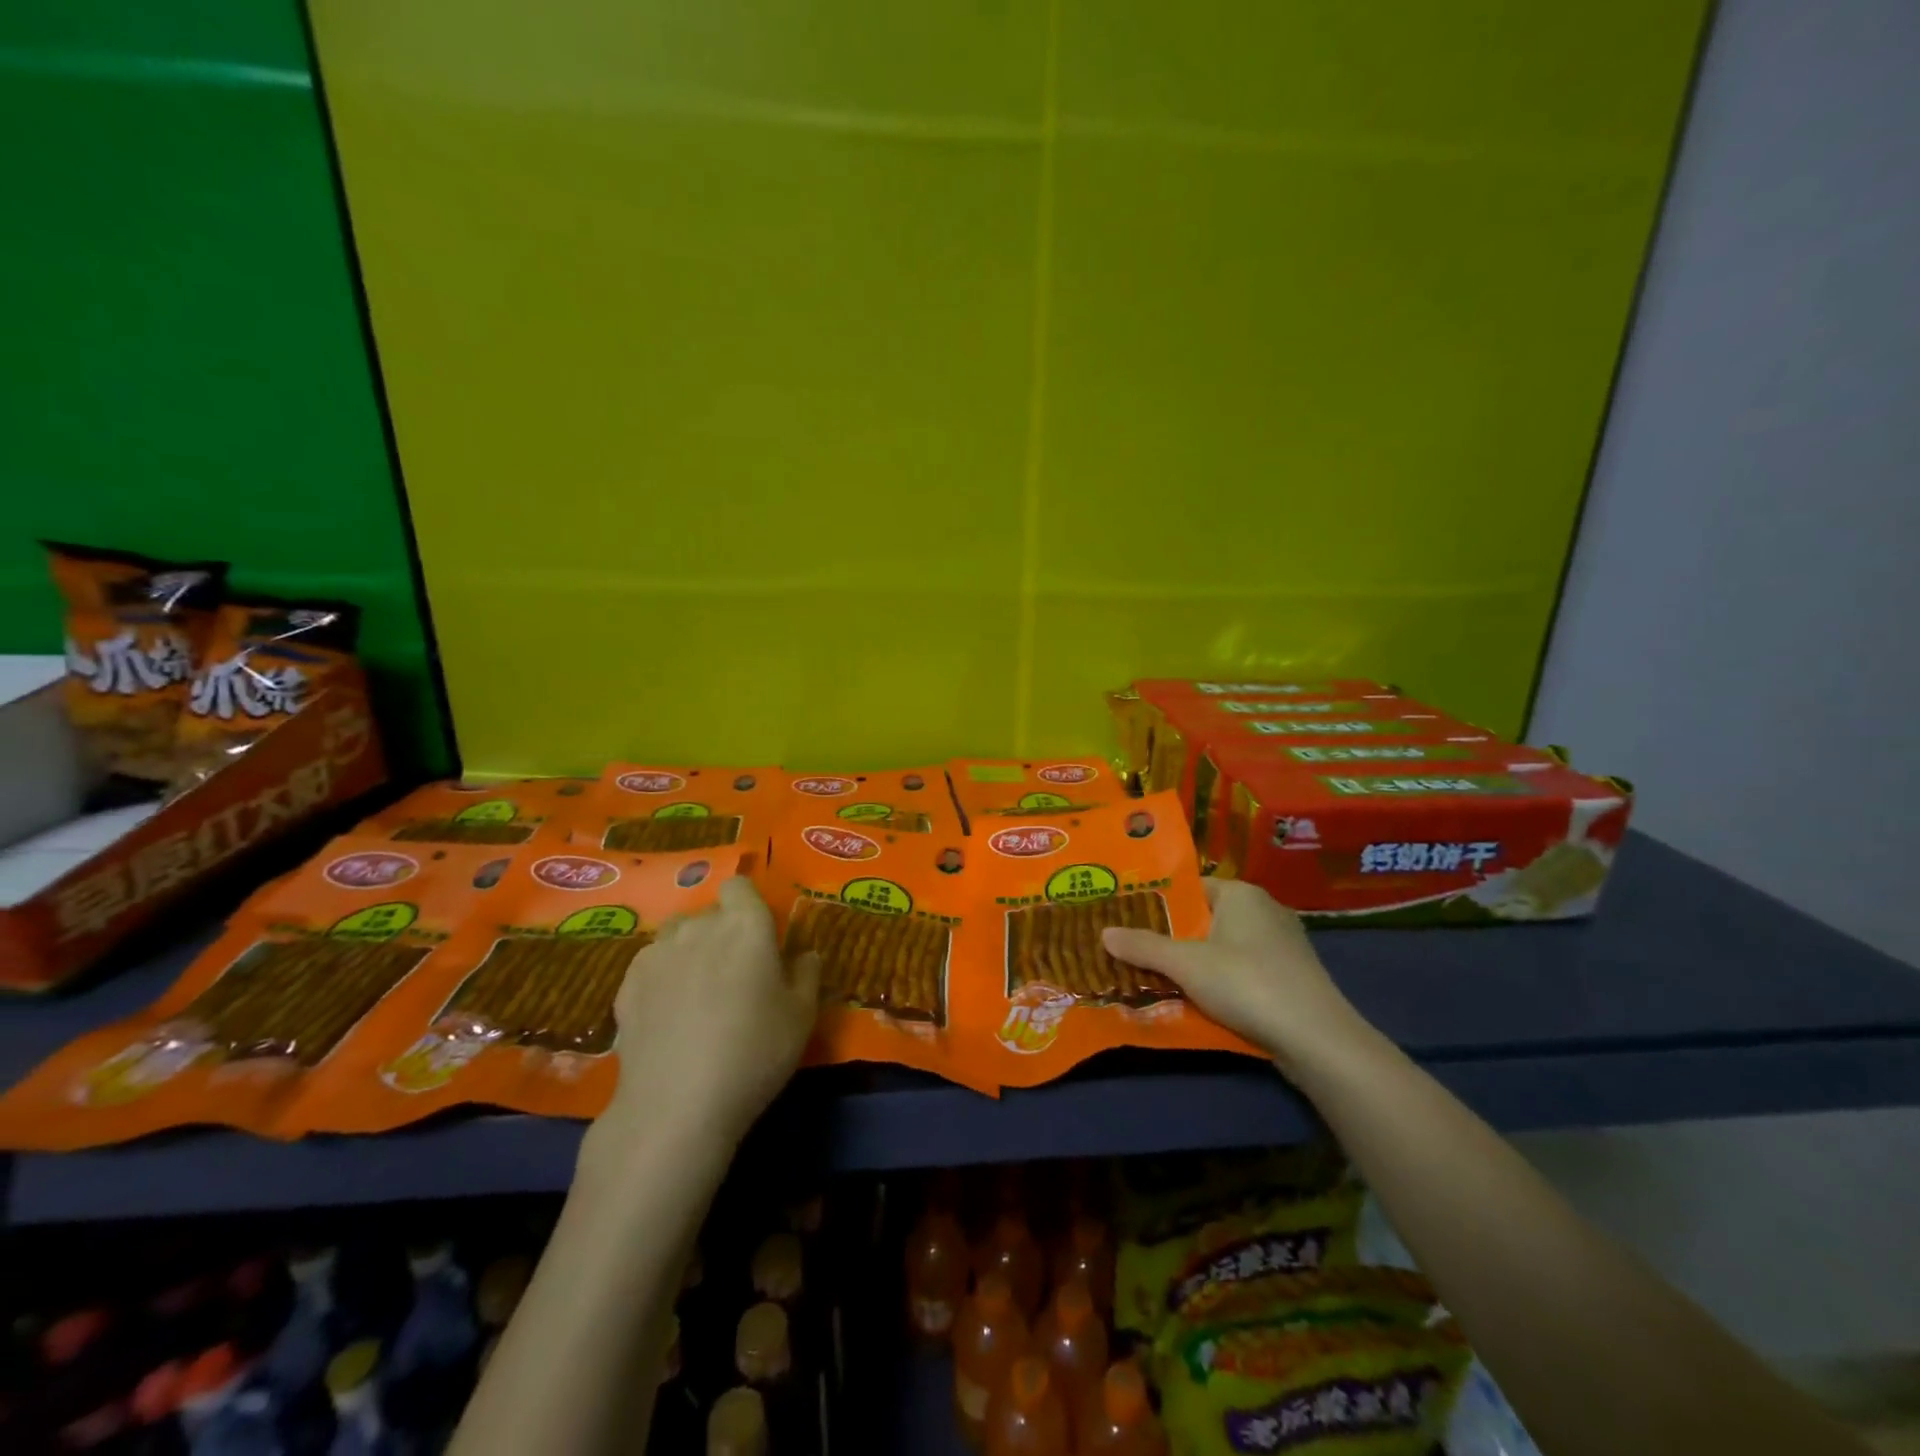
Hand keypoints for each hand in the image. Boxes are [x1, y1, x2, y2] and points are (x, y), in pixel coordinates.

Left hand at [589, 879, 820, 1168]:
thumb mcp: (802, 1017)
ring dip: (690, 948)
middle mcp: (700, 926)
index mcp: (746, 925)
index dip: (747, 903)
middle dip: (722, 931)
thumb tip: (804, 954)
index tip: (758, 933)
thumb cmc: (754, 1053)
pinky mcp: (627, 983)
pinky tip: (668, 1011)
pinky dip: (662, 975)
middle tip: (735, 972)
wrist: (677, 1105)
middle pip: (710, 911)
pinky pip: (651, 963)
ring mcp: (657, 953)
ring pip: (677, 934)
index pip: (740, 886)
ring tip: (697, 988)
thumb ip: (806, 974)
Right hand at [1101, 878, 1370, 1073]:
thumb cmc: (1247, 983)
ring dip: (1194, 964)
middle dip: (1172, 938)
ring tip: (1156, 978)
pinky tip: (1197, 1002)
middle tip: (1133, 951)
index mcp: (1241, 894)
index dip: (1158, 903)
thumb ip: (1144, 946)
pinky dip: (1220, 983)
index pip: (1190, 888)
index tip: (1127, 919)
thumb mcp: (1186, 964)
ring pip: (1223, 948)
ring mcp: (1282, 946)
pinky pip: (1242, 971)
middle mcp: (1264, 911)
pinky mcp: (1290, 978)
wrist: (1317, 1039)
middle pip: (1204, 919)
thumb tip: (1103, 932)